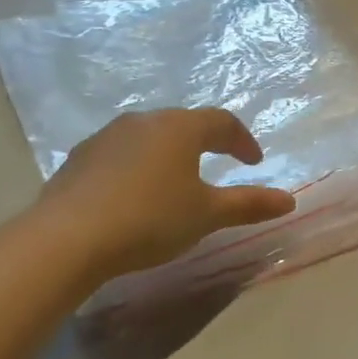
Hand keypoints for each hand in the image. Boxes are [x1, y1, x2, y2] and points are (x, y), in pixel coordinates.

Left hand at [35, 109, 296, 278]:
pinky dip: (137, 167)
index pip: (222, 122)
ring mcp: (106, 136)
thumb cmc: (150, 219)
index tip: (253, 162)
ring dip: (168, 154)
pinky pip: (120, 154)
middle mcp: (143, 121)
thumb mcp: (207, 215)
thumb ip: (249, 205)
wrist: (68, 237)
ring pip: (149, 137)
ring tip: (176, 181)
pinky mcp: (79, 158)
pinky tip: (134, 194)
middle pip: (183, 124)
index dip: (242, 141)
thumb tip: (290, 200)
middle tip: (218, 164)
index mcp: (179, 128)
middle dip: (205, 143)